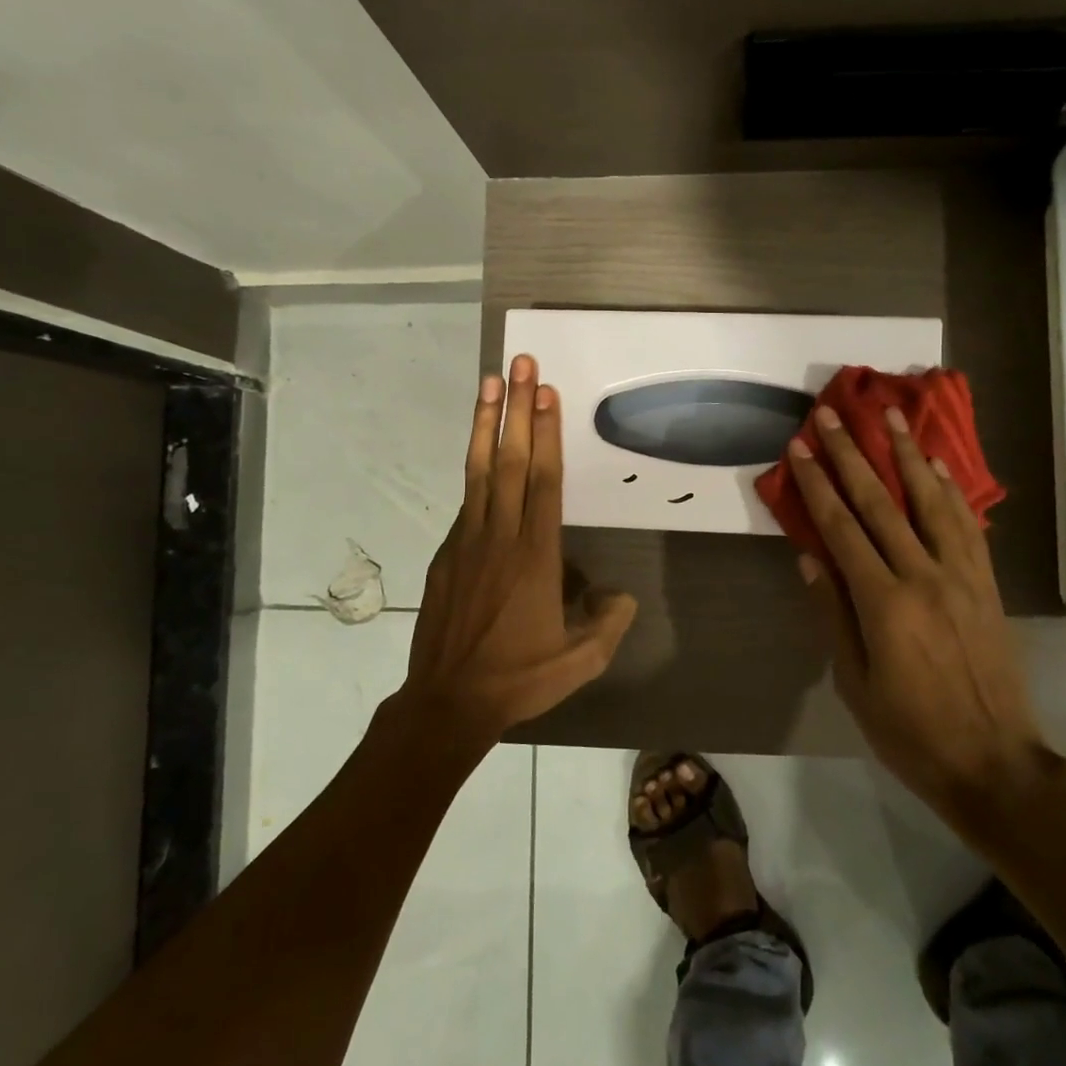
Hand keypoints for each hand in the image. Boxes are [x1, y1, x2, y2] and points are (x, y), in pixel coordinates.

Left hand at [404, 354, 637, 740]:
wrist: (448, 702)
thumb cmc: (520, 677)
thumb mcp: (581, 660)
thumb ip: (608, 622)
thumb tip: (619, 594)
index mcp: (535, 555)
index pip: (542, 480)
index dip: (545, 433)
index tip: (545, 392)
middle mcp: (500, 536)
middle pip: (509, 460)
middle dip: (516, 408)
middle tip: (520, 364)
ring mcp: (467, 542)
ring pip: (479, 471)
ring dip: (486, 424)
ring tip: (489, 382)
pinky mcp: (446, 555)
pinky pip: (466, 501)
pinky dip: (475, 469)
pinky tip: (482, 455)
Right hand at [787, 404, 1048, 817]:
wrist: (995, 763)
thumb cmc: (910, 733)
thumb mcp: (855, 683)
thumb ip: (833, 615)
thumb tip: (810, 558)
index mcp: (884, 604)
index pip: (842, 529)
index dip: (818, 485)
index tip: (800, 447)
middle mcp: (924, 576)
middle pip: (881, 503)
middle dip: (852, 454)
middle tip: (832, 413)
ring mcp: (962, 577)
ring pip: (931, 501)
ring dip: (907, 455)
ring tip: (891, 416)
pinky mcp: (986, 585)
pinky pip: (967, 526)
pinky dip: (949, 490)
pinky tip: (936, 465)